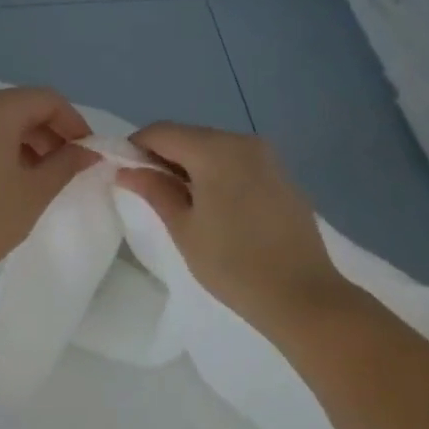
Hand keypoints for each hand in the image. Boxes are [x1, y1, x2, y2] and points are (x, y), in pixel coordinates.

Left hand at [0, 87, 93, 275]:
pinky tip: (11, 175)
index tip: (88, 151)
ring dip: (27, 140)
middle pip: (22, 106)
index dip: (74, 122)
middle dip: (50, 131)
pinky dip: (1, 145)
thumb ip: (66, 164)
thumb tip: (88, 151)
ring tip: (42, 174)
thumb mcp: (35, 192)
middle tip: (68, 164)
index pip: (48, 100)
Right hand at [116, 122, 344, 333]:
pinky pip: (237, 162)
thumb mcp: (184, 229)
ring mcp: (267, 157)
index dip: (135, 147)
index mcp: (215, 149)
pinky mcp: (281, 175)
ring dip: (190, 165)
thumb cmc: (234, 265)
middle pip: (189, 136)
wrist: (304, 296)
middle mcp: (243, 141)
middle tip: (148, 191)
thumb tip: (126, 170)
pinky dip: (217, 173)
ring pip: (214, 148)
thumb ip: (154, 191)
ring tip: (180, 203)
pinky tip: (215, 207)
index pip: (162, 132)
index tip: (123, 174)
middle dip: (163, 157)